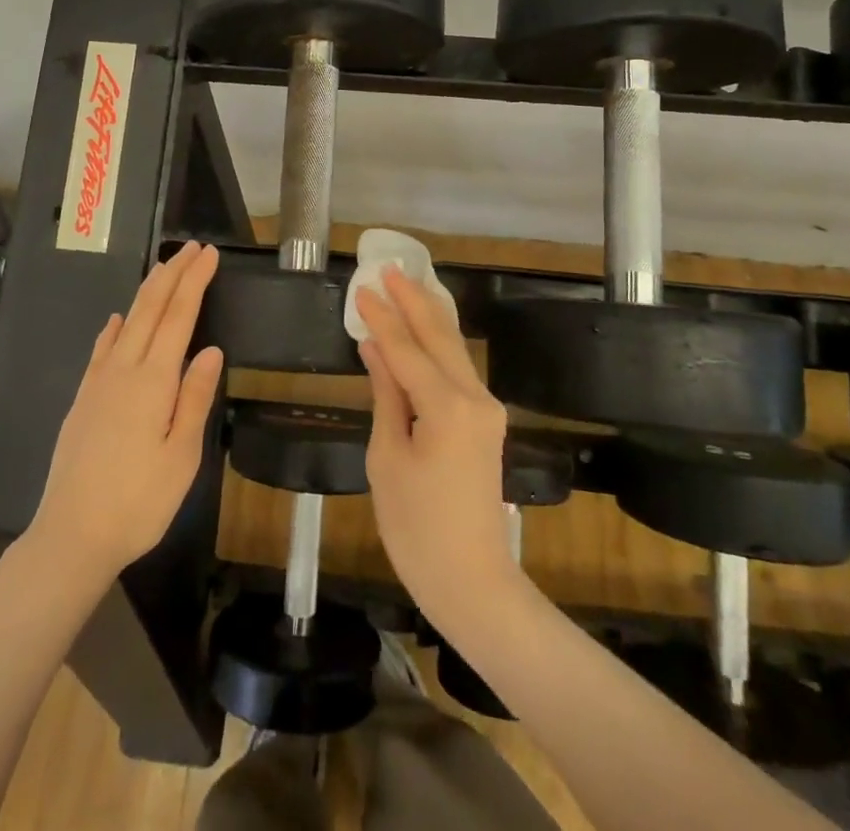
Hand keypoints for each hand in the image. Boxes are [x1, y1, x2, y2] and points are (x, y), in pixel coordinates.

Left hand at [24, 243, 224, 584]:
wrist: (71, 535)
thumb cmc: (138, 501)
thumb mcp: (181, 456)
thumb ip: (195, 397)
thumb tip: (211, 348)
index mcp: (153, 381)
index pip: (179, 317)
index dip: (195, 282)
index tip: (209, 254)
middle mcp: (123, 371)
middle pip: (151, 309)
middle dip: (173, 275)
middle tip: (193, 248)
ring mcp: (98, 383)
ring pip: (126, 323)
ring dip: (147, 292)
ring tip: (164, 269)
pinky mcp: (83, 399)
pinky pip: (101, 349)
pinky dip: (114, 327)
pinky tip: (116, 320)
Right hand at [356, 269, 523, 632]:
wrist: (472, 582)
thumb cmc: (417, 528)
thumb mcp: (388, 458)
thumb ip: (386, 395)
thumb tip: (376, 348)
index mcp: (447, 407)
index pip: (406, 349)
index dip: (382, 317)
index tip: (362, 287)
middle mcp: (474, 398)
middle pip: (440, 337)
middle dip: (414, 301)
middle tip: (389, 268)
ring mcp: (486, 410)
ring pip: (454, 350)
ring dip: (429, 317)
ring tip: (406, 286)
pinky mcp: (487, 423)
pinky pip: (459, 371)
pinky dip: (438, 345)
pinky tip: (424, 331)